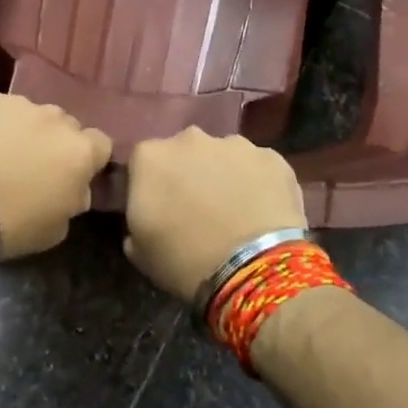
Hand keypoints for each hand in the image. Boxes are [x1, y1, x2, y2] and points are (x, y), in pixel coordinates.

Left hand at [0, 91, 111, 257]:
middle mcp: (54, 117)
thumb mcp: (56, 228)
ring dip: (20, 129)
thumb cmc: (10, 224)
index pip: (100, 143)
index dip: (87, 158)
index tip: (69, 173)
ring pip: (27, 113)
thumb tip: (74, 187)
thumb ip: (74, 198)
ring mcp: (17, 102)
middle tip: (29, 165)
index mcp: (79, 150)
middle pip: (63, 124)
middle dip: (52, 141)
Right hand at [124, 128, 307, 301]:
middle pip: (183, 152)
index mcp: (151, 156)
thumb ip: (135, 219)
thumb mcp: (138, 249)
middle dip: (188, 173)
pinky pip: (257, 167)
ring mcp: (235, 144)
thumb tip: (147, 213)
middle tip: (196, 208)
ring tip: (233, 211)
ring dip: (223, 175)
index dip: (150, 185)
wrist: (253, 269)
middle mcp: (190, 139)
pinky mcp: (272, 157)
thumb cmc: (185, 260)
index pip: (142, 163)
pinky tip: (261, 211)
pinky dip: (257, 183)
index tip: (160, 208)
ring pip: (223, 156)